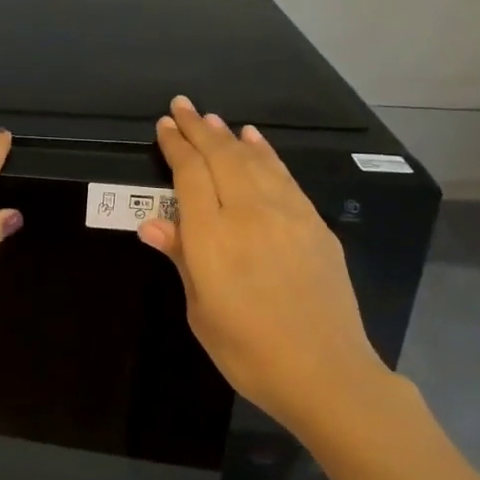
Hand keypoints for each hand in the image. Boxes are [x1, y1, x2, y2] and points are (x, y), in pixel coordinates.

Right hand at [138, 96, 394, 434]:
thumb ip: (181, 258)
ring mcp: (287, 215)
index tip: (164, 125)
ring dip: (229, 136)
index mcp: (212, 236)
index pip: (190, 175)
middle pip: (220, 157)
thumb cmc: (248, 351)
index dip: (176, 147)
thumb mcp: (201, 311)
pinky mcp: (314, 224)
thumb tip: (152, 223)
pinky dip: (265, 153)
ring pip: (253, 160)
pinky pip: (283, 176)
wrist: (326, 373)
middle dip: (198, 128)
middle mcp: (248, 213)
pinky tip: (255, 142)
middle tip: (182, 105)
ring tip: (212, 119)